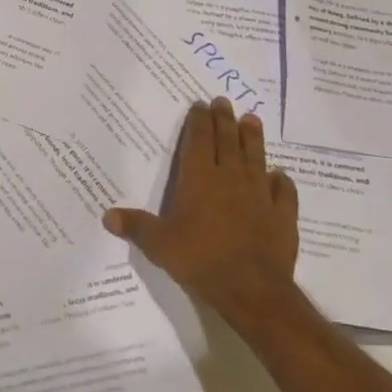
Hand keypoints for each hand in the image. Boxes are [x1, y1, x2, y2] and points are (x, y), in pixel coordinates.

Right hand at [102, 97, 303, 330]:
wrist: (251, 289)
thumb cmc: (200, 259)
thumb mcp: (158, 244)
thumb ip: (135, 226)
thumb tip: (106, 216)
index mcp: (200, 178)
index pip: (199, 140)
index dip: (199, 120)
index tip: (201, 104)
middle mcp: (231, 178)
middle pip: (228, 141)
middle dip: (225, 119)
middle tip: (224, 102)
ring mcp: (260, 196)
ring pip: (257, 158)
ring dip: (253, 138)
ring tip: (252, 120)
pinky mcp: (282, 216)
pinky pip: (284, 192)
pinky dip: (282, 181)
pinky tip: (281, 175)